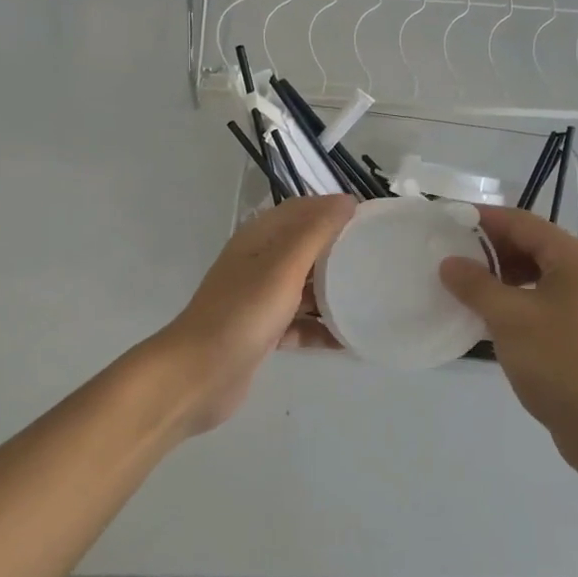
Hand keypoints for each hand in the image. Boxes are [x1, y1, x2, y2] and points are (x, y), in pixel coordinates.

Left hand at [152, 195, 355, 434]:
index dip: (333, 209)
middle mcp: (259, 263)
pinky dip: (322, 329)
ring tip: (372, 296)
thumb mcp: (283, 265)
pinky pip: (300, 324)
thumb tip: (347, 200)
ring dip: (334, 291)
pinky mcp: (263, 333)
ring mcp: (260, 299)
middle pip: (306, 248)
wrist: (198, 375)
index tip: (372, 219)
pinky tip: (352, 340)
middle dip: (339, 251)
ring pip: (305, 288)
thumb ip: (316, 232)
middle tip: (379, 258)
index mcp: (259, 238)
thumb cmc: (243, 312)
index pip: (302, 210)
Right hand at [440, 206, 577, 481]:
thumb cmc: (559, 362)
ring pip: (535, 275)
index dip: (483, 219)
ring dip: (500, 276)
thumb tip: (449, 262)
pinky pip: (542, 300)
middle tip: (450, 258)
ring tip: (464, 287)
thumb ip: (475, 284)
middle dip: (490, 249)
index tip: (447, 222)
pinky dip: (514, 300)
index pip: (522, 222)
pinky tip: (489, 316)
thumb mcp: (508, 318)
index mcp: (575, 258)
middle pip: (530, 246)